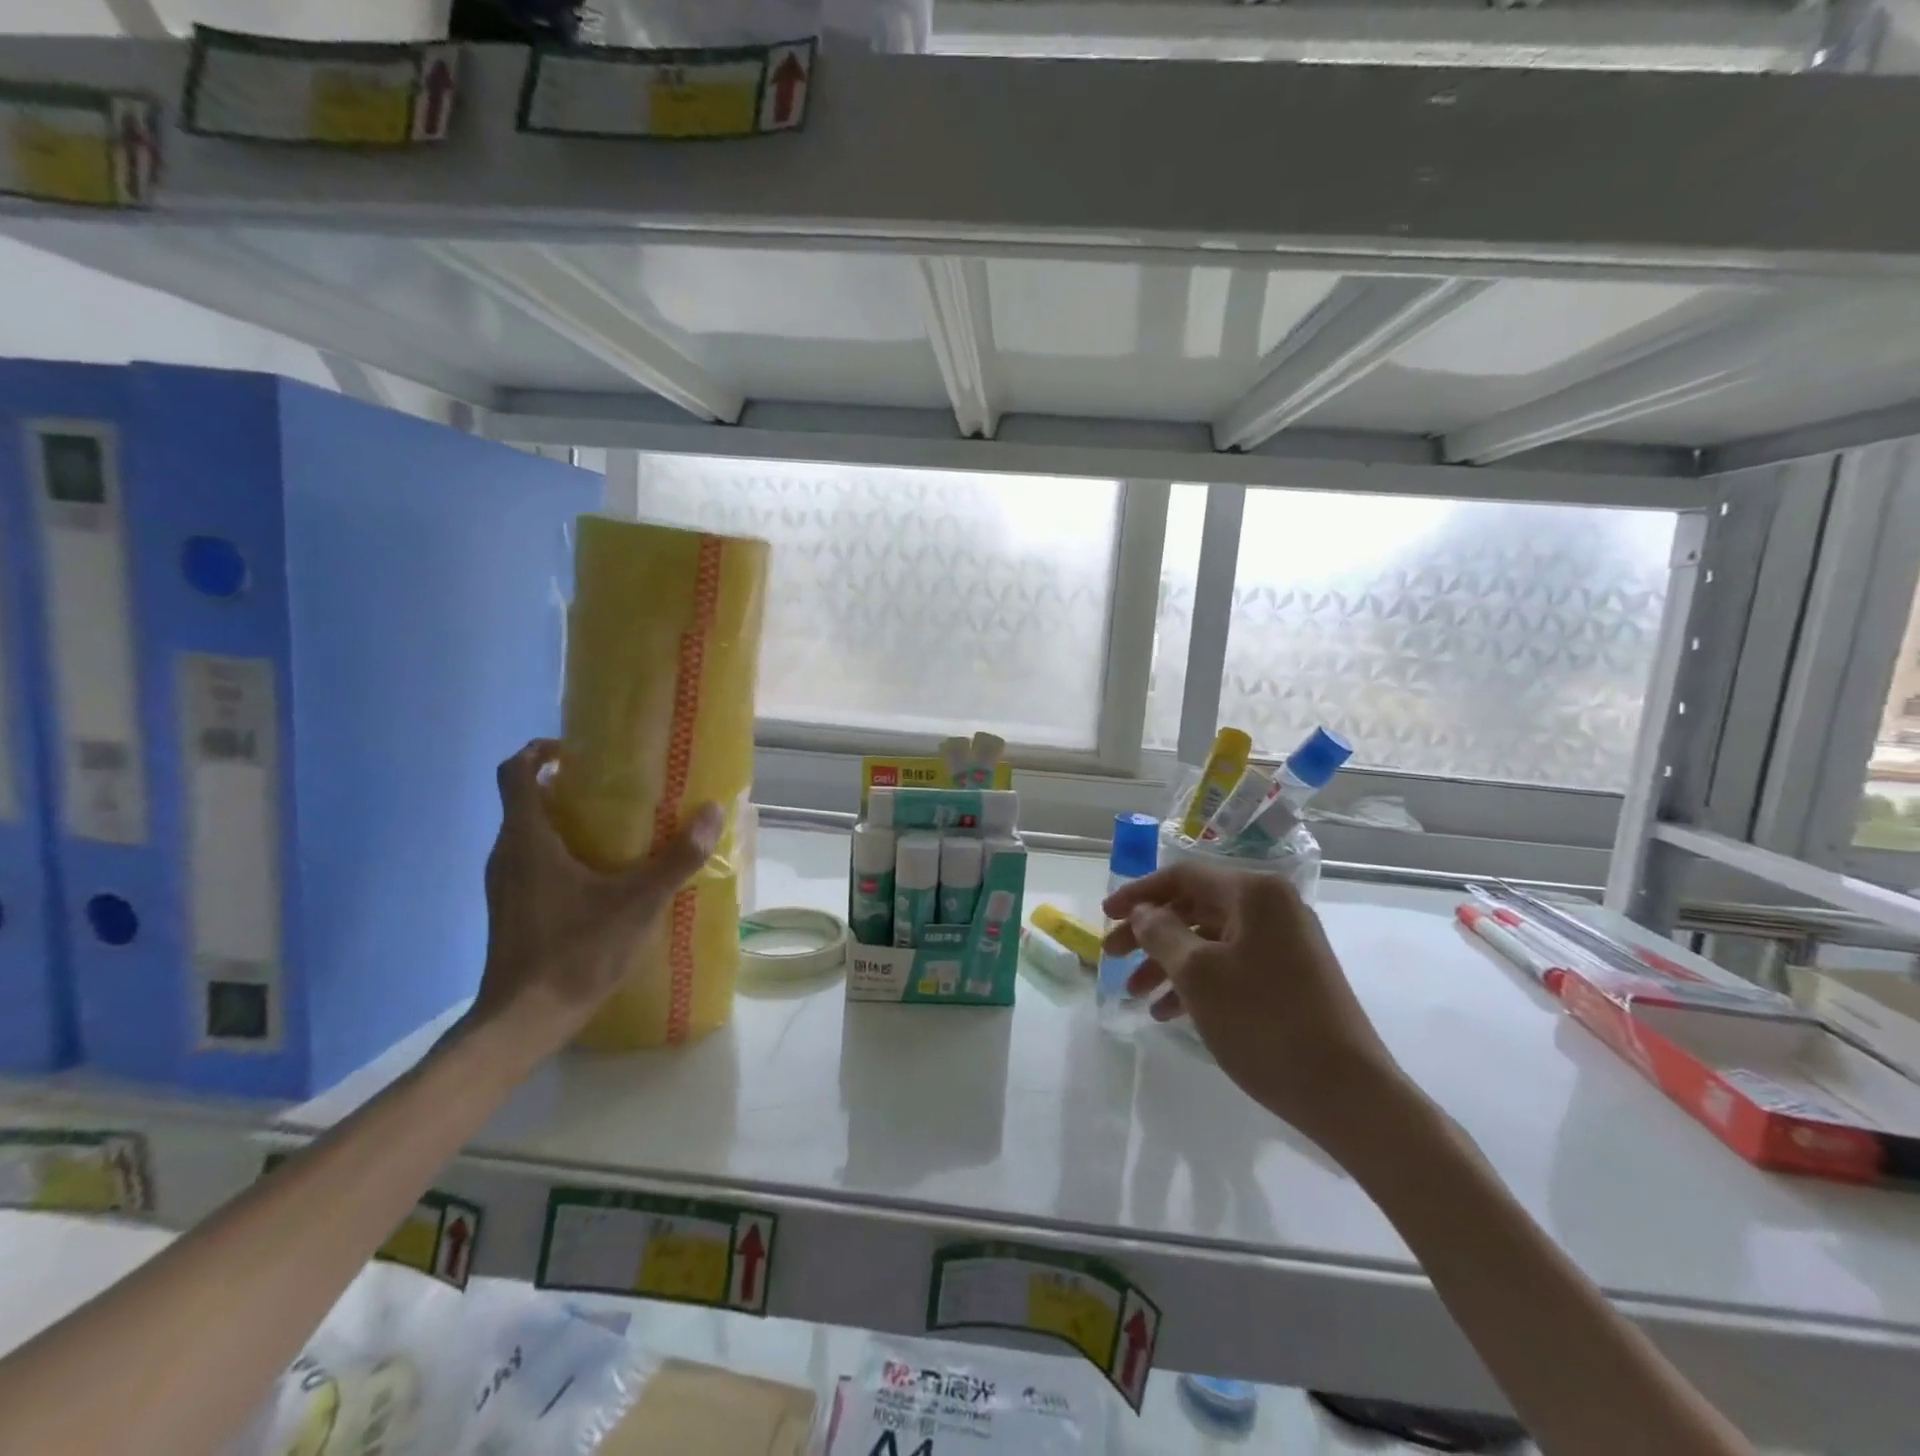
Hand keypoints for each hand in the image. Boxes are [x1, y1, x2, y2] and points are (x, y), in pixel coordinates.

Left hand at [472, 739, 720, 1043]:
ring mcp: (504, 883)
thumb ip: (677, 857)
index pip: (515, 772)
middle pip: (525, 799)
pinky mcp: (511, 907)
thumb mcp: (638, 902)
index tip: (579, 749)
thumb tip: (712, 812)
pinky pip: (532, 860)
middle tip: (615, 786)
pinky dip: (561, 850)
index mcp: (527, 840)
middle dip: (565, 784)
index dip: (540, 749)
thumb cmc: (575, 952)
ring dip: (564, 818)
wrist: (523, 1021)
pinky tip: (602, 874)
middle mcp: (506, 854)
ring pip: (529, 831)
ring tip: (616, 826)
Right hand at [1103, 862, 1406, 1153]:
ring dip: (1169, 961)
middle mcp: (1272, 907)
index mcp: (1254, 893)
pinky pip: (1232, 963)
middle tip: (1112, 956)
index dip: (1138, 893)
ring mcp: (1286, 942)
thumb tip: (1143, 912)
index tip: (1104, 917)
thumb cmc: (1264, 1022)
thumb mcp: (1198, 974)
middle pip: (1195, 906)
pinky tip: (1170, 1012)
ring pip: (1210, 939)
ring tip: (1136, 994)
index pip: (1182, 876)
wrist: (1348, 1092)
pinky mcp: (1292, 975)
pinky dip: (1198, 980)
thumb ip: (1161, 933)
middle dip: (1149, 932)